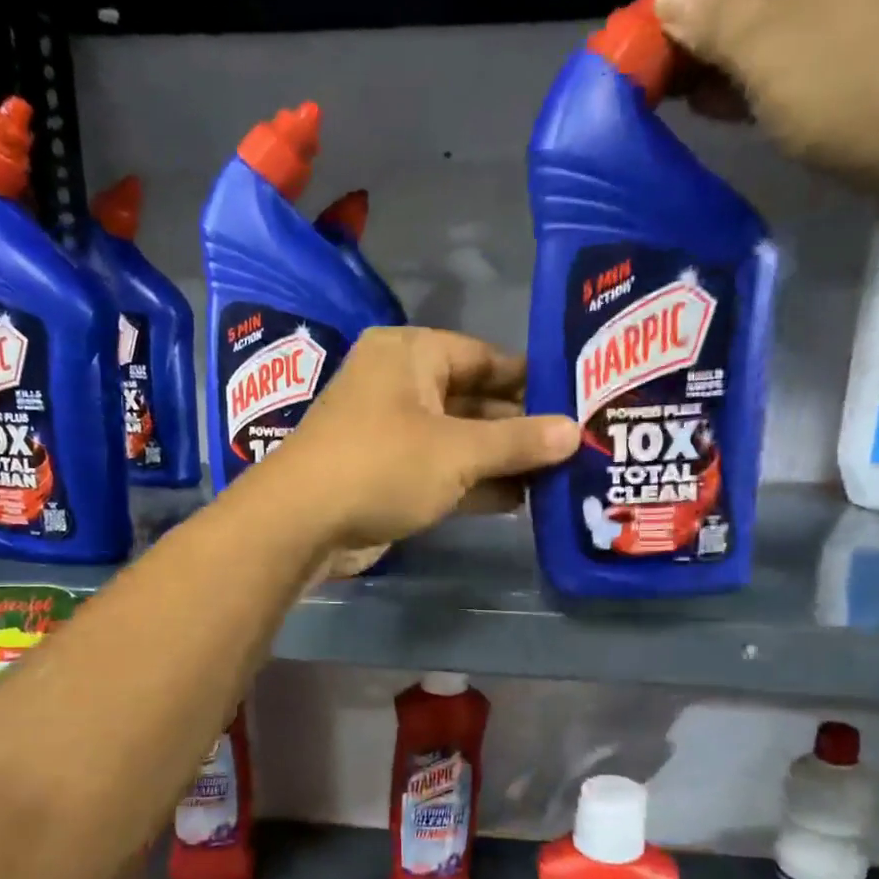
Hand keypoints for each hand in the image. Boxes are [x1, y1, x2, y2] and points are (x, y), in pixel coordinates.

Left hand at [247, 327, 579, 577]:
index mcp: (411, 355)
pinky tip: (522, 499)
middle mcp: (400, 386)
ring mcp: (392, 433)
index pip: (484, 356)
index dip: (530, 379)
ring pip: (459, 440)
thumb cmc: (383, 465)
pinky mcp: (388, 475)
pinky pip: (442, 471)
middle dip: (520, 426)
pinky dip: (475, 484)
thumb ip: (518, 441)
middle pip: (473, 400)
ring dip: (502, 459)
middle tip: (576, 443)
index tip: (575, 398)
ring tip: (560, 474)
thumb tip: (574, 431)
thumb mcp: (459, 451)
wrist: (302, 524)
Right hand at [647, 0, 878, 191]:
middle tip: (648, 39)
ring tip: (668, 76)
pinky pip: (812, 39)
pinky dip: (763, 67)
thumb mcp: (768, 45)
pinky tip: (713, 97)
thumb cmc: (864, 77)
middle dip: (707, 6)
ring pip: (789, 4)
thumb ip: (708, 14)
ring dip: (728, 45)